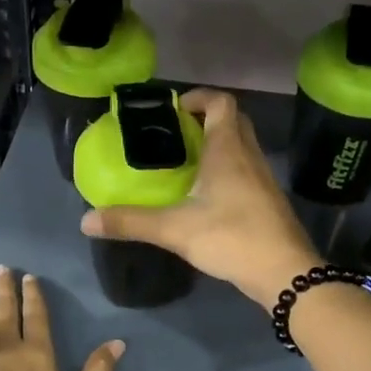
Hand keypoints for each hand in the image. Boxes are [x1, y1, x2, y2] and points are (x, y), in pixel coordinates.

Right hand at [80, 88, 318, 304]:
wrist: (284, 273)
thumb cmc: (231, 237)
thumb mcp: (174, 229)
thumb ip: (130, 222)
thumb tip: (86, 220)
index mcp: (228, 149)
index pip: (220, 103)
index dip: (198, 98)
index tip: (172, 109)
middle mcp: (248, 155)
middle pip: (232, 121)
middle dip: (204, 121)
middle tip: (173, 136)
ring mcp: (262, 178)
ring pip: (240, 147)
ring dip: (215, 147)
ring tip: (183, 164)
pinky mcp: (266, 201)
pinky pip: (244, 171)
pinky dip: (225, 171)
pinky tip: (204, 196)